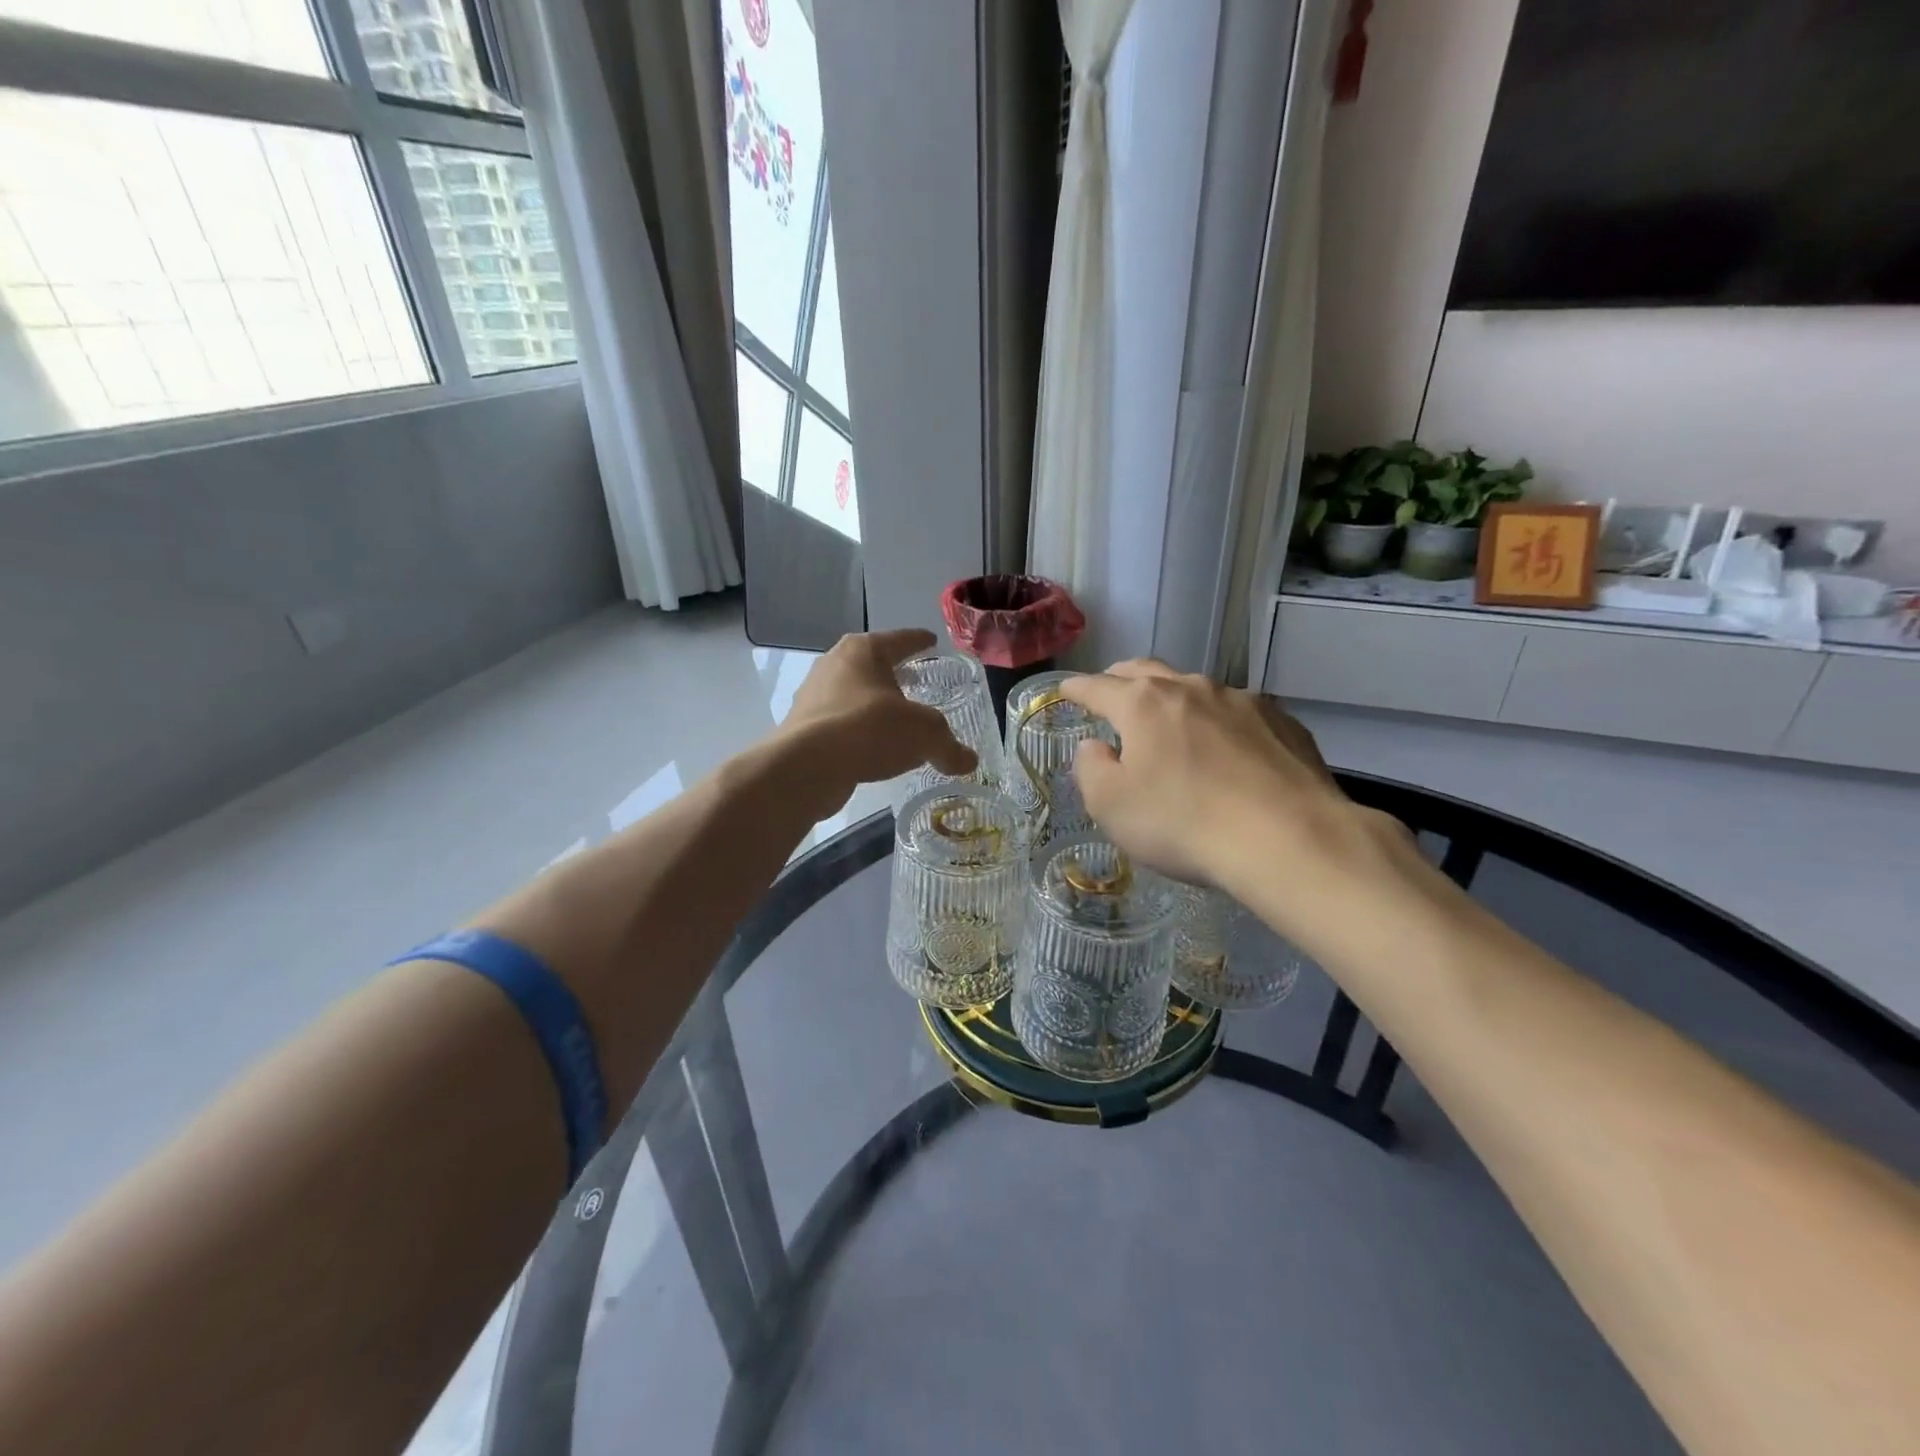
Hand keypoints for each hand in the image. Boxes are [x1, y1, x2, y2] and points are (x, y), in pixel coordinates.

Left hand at [776, 629, 976, 814]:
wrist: (808, 766)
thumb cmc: (871, 730)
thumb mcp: (924, 735)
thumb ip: (949, 746)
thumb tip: (969, 761)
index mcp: (864, 650)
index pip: (900, 639)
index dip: (919, 641)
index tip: (932, 641)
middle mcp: (834, 663)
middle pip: (872, 663)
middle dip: (893, 672)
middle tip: (915, 680)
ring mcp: (813, 694)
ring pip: (852, 693)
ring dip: (872, 704)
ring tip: (894, 718)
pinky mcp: (802, 726)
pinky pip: (839, 722)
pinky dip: (857, 730)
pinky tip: (871, 748)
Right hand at [1059, 661, 1355, 888]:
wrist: (1289, 840)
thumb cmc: (1184, 823)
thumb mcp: (1111, 807)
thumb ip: (1091, 769)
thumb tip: (1095, 746)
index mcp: (1143, 704)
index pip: (1097, 686)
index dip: (1076, 688)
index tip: (1065, 690)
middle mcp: (1191, 689)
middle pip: (1146, 671)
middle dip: (1122, 679)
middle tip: (1111, 693)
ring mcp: (1242, 701)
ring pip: (1195, 689)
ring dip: (1174, 699)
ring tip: (1170, 722)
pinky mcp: (1282, 722)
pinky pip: (1237, 712)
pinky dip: (1218, 721)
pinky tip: (1226, 749)